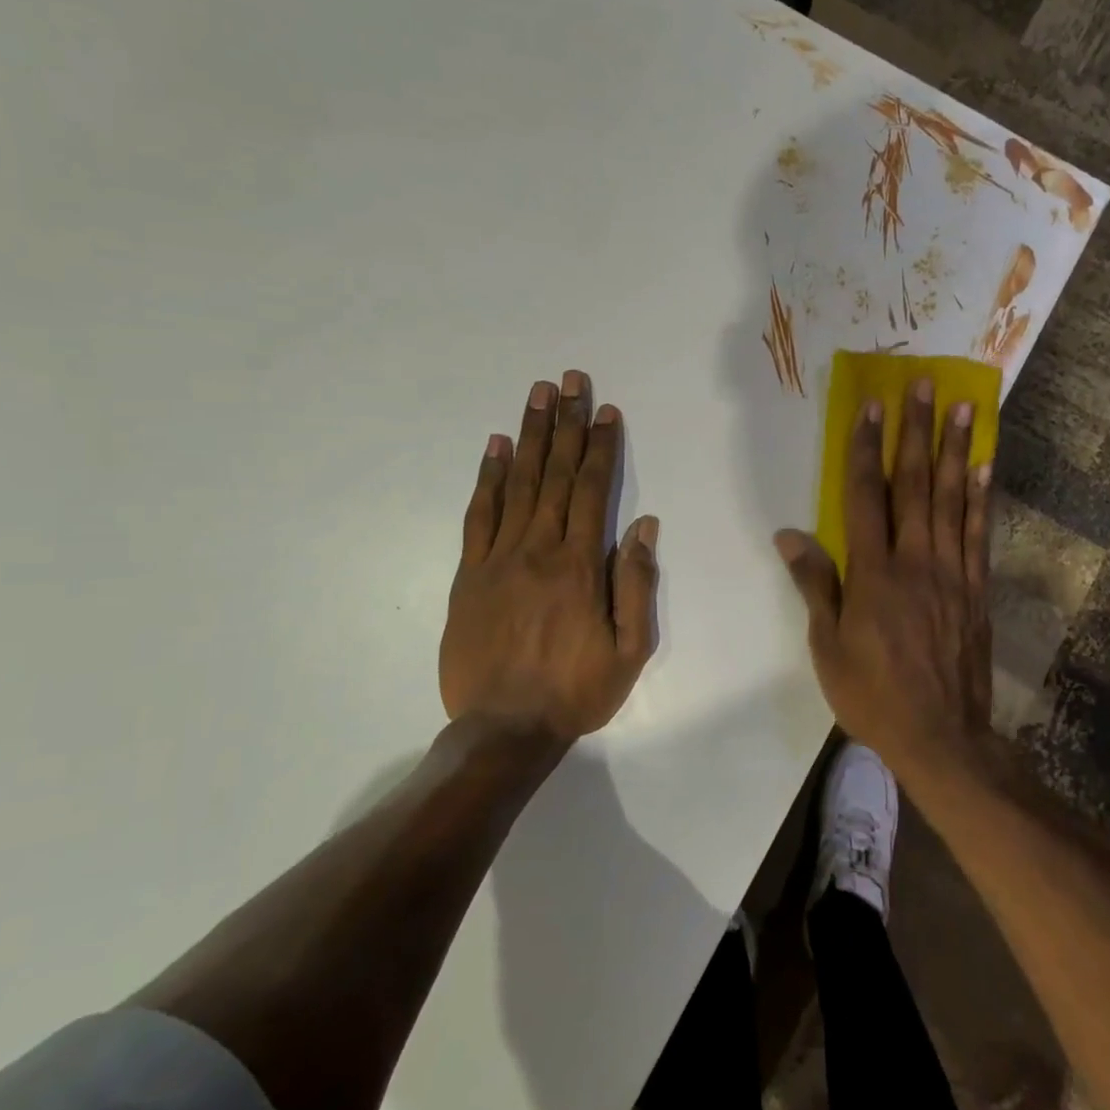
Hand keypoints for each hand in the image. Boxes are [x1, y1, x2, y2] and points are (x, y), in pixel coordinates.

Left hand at [440, 371, 659, 742]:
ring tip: (536, 394)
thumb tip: (643, 526)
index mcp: (579, 566)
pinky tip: (495, 447)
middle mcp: (538, 550)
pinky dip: (487, 478)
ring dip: (529, 436)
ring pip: (516, 484)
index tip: (605, 410)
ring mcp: (497, 559)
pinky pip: (477, 516)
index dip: (600, 447)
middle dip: (565, 423)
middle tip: (568, 379)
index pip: (592, 490)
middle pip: (554, 474)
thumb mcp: (630, 649)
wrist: (503, 730)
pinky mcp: (467, 575)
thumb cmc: (576, 691)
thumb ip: (636, 584)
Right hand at [774, 379, 992, 769]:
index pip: (866, 496)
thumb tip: (790, 534)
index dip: (867, 448)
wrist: (941, 736)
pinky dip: (981, 497)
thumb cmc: (872, 694)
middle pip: (914, 484)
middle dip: (917, 432)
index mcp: (873, 573)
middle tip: (927, 386)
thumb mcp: (828, 645)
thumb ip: (814, 584)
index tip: (874, 407)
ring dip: (955, 450)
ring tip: (964, 408)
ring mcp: (952, 573)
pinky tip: (984, 467)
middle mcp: (915, 561)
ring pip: (951, 499)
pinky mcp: (976, 589)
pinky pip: (979, 534)